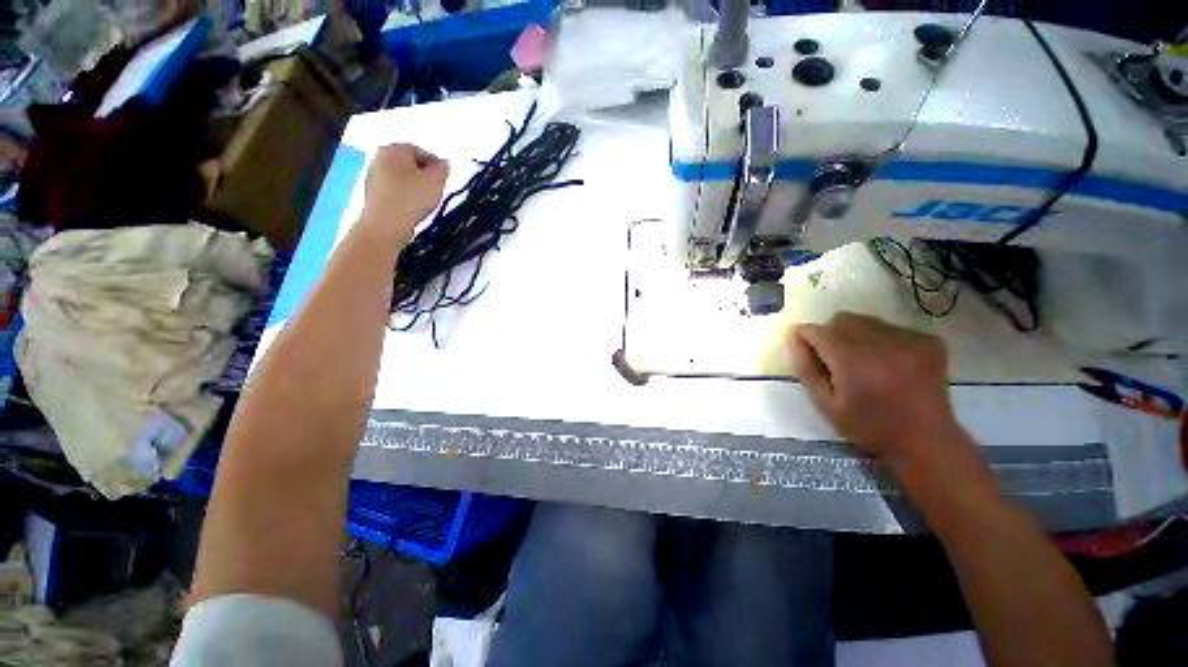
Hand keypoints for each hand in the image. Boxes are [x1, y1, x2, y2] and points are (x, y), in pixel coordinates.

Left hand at [361, 144, 448, 242]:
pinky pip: (395, 192)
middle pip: (410, 165)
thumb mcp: (436, 181)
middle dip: (425, 177)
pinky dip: (405, 198)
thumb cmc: (411, 199)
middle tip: (435, 192)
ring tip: (424, 203)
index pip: (421, 151)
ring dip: (415, 189)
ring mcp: (373, 177)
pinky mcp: (372, 195)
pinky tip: (412, 210)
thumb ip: (443, 168)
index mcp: (393, 149)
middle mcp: (379, 158)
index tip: (443, 180)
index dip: (436, 166)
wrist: (384, 226)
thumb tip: (442, 165)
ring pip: (403, 179)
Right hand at [790, 313, 992, 501]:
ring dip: (855, 335)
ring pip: (866, 321)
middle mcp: (882, 344)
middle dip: (830, 334)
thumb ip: (806, 369)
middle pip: (842, 320)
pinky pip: (890, 328)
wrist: (927, 441)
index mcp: (854, 362)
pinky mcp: (928, 341)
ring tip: (863, 362)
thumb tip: (794, 338)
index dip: (805, 336)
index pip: (818, 331)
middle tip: (835, 360)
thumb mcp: (825, 404)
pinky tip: (888, 363)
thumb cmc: (869, 427)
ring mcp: (910, 340)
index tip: (804, 348)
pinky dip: (880, 340)